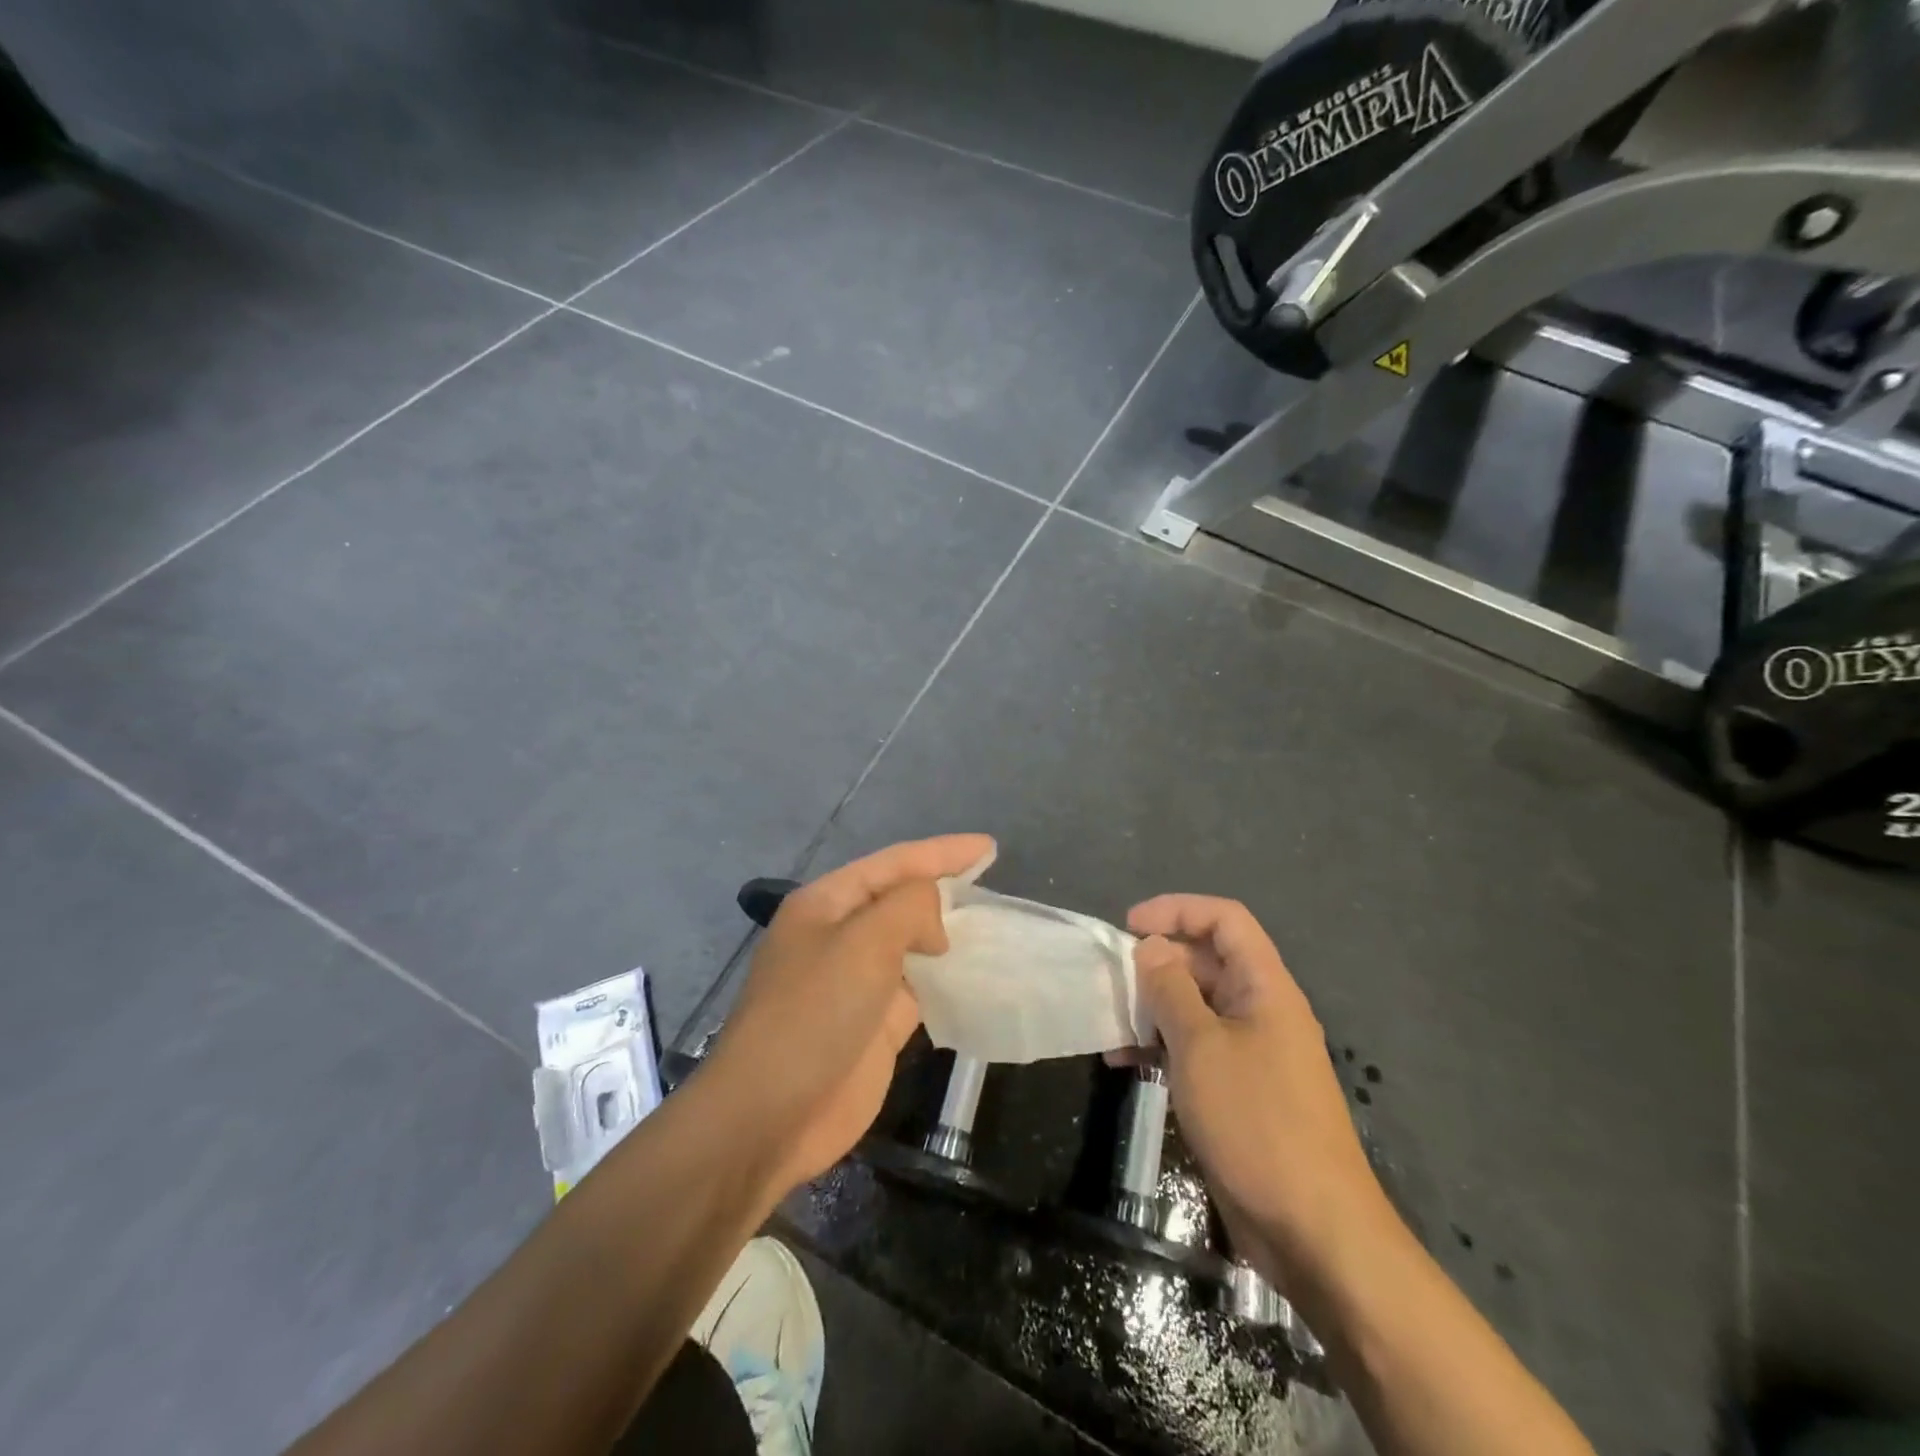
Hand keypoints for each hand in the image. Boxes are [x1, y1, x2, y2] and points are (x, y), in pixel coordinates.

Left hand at [703, 834, 993, 1198]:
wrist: (770, 1115)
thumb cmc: (812, 1014)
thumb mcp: (862, 942)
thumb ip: (909, 908)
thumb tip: (935, 924)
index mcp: (827, 903)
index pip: (894, 862)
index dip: (942, 852)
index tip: (989, 848)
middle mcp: (842, 935)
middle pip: (902, 900)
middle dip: (945, 890)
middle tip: (993, 886)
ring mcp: (858, 981)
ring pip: (913, 945)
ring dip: (949, 936)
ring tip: (995, 926)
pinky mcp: (876, 1023)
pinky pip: (920, 989)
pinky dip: (947, 980)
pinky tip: (978, 976)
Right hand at [1127, 895, 1382, 1279]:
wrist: (1313, 1231)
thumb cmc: (1256, 1122)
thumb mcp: (1201, 1046)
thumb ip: (1170, 988)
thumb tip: (1151, 947)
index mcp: (1265, 987)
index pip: (1224, 920)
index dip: (1176, 910)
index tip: (1129, 925)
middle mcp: (1261, 1010)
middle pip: (1206, 960)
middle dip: (1157, 963)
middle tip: (1112, 981)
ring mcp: (1251, 1052)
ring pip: (1196, 1006)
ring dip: (1152, 1008)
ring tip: (1110, 1024)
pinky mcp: (1239, 1090)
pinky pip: (1196, 1048)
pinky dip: (1161, 1047)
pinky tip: (1124, 1063)